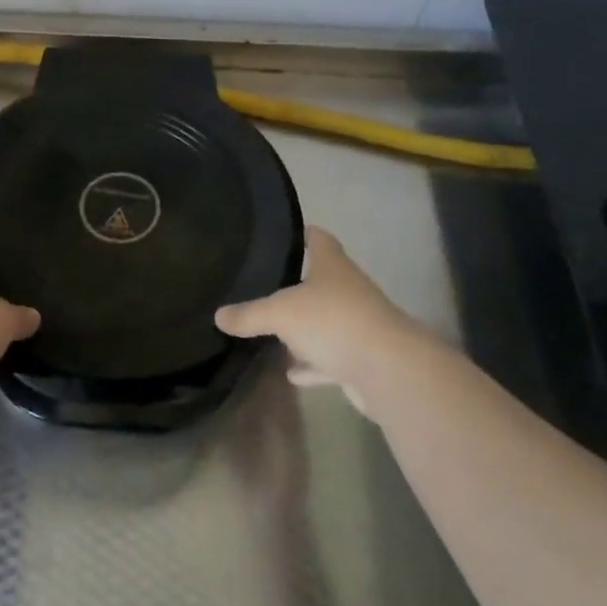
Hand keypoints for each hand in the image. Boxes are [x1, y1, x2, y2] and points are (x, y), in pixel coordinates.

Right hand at [215, 227, 434, 415]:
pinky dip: (312, 364)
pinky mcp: (361, 358)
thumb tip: (219, 315)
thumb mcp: (280, 313)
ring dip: (304, 329)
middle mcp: (348, 289)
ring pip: (326, 321)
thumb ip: (249, 314)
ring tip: (272, 332)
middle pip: (321, 280)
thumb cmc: (332, 321)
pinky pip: (330, 357)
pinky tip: (292, 372)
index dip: (302, 233)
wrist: (388, 369)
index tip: (282, 235)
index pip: (318, 238)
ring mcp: (357, 324)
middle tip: (263, 286)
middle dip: (296, 284)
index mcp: (331, 266)